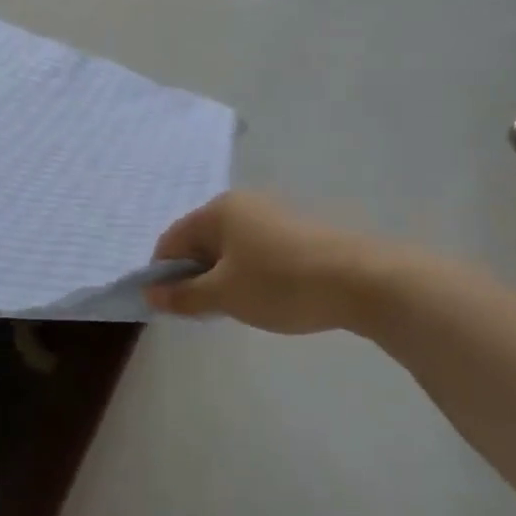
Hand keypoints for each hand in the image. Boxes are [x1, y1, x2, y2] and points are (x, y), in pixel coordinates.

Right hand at [146, 191, 397, 334]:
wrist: (364, 281)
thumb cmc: (281, 283)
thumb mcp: (225, 295)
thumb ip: (183, 296)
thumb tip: (151, 295)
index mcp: (217, 210)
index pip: (172, 239)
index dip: (163, 274)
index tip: (170, 307)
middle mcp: (242, 203)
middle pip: (200, 241)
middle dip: (195, 276)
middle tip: (204, 312)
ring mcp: (273, 214)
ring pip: (230, 248)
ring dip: (223, 277)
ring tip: (238, 308)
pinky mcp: (299, 231)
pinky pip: (257, 251)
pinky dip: (250, 273)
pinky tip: (267, 297)